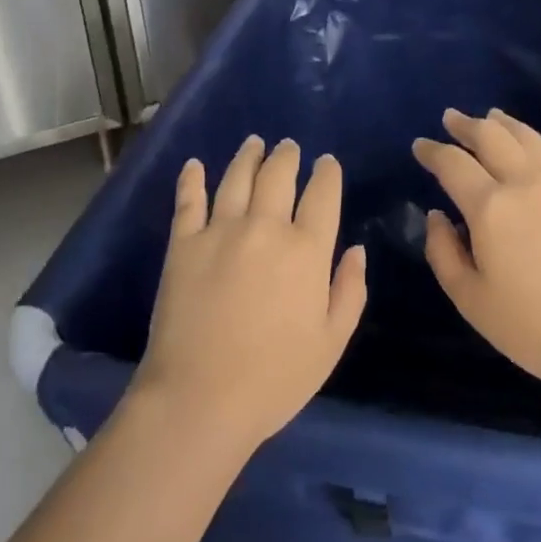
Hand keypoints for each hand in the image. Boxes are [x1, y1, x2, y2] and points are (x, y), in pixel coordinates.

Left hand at [135, 136, 366, 451]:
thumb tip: (356, 249)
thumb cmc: (275, 378)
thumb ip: (350, 291)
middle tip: (289, 146)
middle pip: (279, 175)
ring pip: (238, 177)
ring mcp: (221, 230)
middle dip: (288, 156)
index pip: (322, 194)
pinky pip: (189, 200)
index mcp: (306, 250)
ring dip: (249, 156)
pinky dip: (192, 179)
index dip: (327, 173)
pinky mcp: (184, 243)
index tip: (326, 163)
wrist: (200, 398)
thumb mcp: (331, 342)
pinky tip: (194, 165)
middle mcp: (265, 227)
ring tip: (254, 143)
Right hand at [415, 108, 540, 405]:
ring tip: (494, 117)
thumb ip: (444, 253)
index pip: (452, 164)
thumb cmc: (533, 328)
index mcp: (490, 206)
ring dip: (507, 125)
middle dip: (467, 125)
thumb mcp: (471, 300)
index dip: (432, 151)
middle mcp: (526, 183)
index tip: (420, 146)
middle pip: (492, 137)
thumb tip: (436, 216)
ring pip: (531, 140)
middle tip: (452, 119)